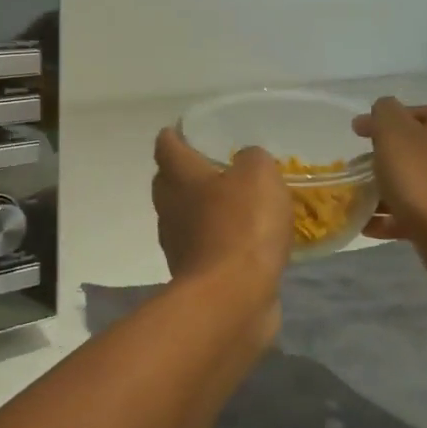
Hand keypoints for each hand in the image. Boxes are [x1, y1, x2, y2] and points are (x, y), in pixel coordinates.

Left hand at [151, 128, 291, 331]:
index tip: (178, 129)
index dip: (172, 136)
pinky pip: (204, 247)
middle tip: (208, 164)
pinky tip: (243, 241)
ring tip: (231, 202)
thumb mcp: (259, 176)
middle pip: (169, 183)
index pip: (167, 147)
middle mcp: (171, 209)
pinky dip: (217, 240)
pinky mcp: (195, 275)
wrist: (232, 298)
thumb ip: (253, 159)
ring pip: (184, 217)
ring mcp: (179, 245)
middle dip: (183, 173)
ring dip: (201, 209)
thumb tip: (246, 160)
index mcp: (180, 178)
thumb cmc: (241, 227)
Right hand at [352, 99, 426, 261]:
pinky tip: (380, 227)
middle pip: (424, 148)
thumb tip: (386, 109)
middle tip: (362, 172)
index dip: (382, 123)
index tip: (356, 136)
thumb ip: (385, 112)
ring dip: (398, 189)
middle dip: (391, 159)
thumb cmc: (424, 183)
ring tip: (366, 205)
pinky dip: (408, 214)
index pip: (415, 113)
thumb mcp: (393, 135)